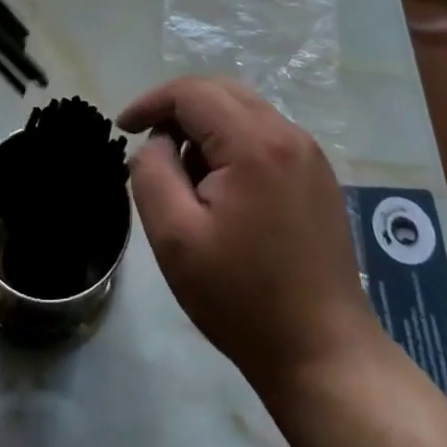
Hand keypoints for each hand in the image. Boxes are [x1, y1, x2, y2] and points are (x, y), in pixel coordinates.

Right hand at [119, 77, 378, 393]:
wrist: (324, 355)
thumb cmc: (242, 298)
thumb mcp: (174, 237)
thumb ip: (152, 172)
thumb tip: (159, 142)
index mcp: (255, 143)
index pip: (192, 92)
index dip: (151, 102)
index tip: (123, 128)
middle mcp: (288, 134)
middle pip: (220, 91)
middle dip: (178, 109)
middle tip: (150, 145)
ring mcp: (310, 154)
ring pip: (244, 110)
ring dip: (206, 125)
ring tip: (185, 173)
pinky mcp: (318, 176)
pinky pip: (265, 134)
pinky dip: (233, 142)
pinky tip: (222, 187)